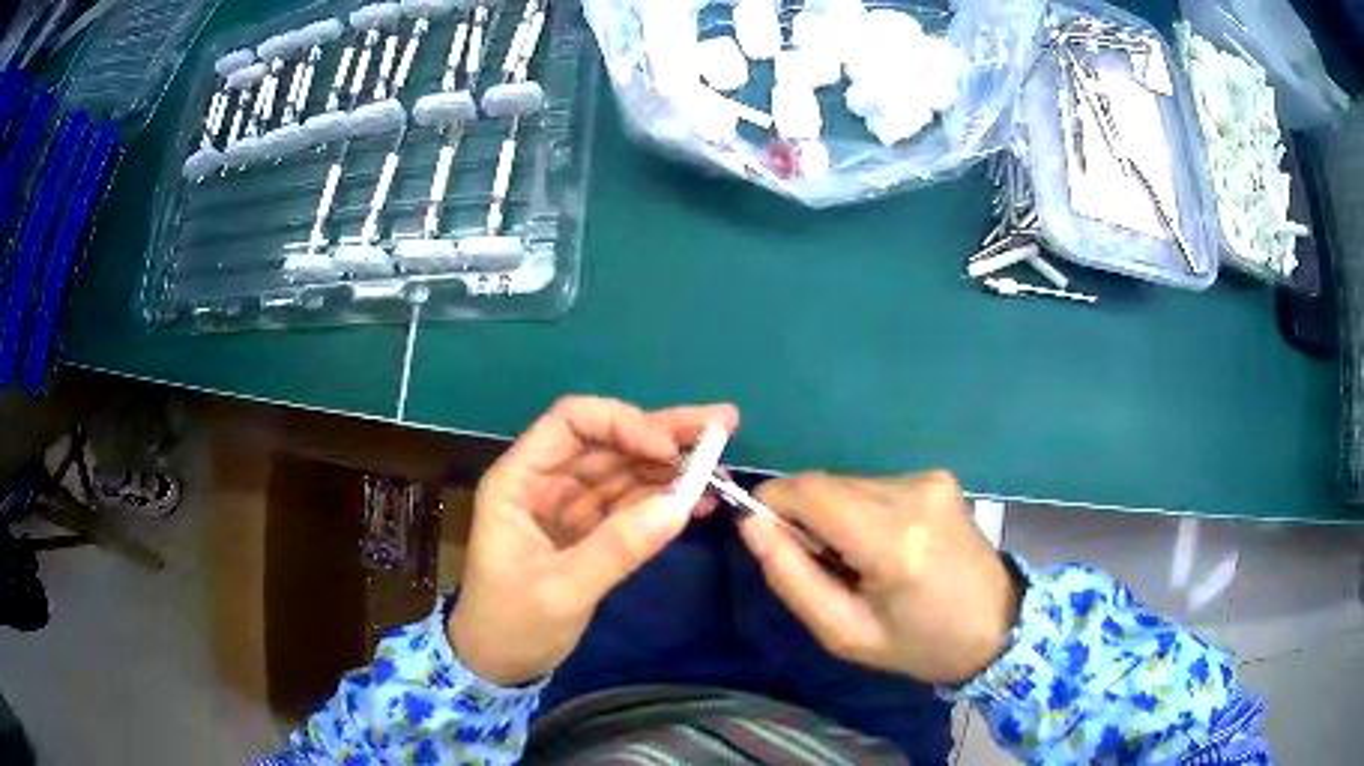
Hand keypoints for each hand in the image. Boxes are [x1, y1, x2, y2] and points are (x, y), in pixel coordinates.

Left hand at [449, 396, 739, 685]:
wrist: (499, 665)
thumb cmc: (512, 624)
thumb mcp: (561, 591)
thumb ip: (617, 548)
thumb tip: (681, 505)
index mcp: (519, 480)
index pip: (571, 423)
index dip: (622, 424)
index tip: (668, 451)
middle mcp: (546, 481)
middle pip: (608, 439)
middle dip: (663, 432)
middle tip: (723, 423)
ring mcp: (571, 505)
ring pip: (626, 468)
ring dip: (673, 463)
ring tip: (722, 462)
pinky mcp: (591, 529)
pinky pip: (632, 502)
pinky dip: (666, 498)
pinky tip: (702, 500)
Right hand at [740, 471, 1019, 684]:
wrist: (996, 626)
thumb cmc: (918, 644)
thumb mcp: (845, 633)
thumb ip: (791, 577)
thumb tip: (751, 524)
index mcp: (893, 541)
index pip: (809, 491)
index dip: (772, 503)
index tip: (766, 536)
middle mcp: (913, 494)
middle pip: (826, 484)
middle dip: (805, 516)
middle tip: (821, 564)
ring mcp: (930, 480)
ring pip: (848, 482)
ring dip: (836, 514)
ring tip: (859, 559)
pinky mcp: (938, 477)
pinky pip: (875, 485)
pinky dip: (863, 510)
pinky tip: (886, 544)